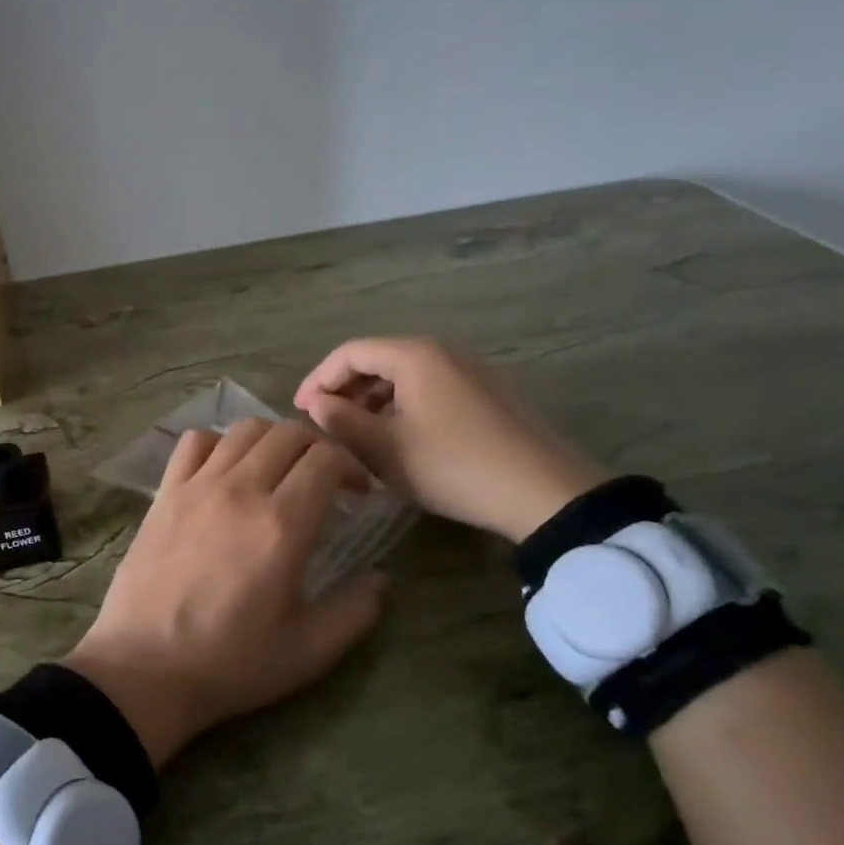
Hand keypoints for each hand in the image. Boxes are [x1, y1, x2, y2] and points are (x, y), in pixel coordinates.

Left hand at [63, 419, 388, 767]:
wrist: (145, 668)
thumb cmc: (230, 663)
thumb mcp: (308, 651)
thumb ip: (354, 611)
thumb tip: (381, 579)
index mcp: (282, 525)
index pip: (326, 459)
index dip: (351, 466)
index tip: (358, 493)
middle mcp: (241, 490)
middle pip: (288, 433)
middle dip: (318, 446)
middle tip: (324, 478)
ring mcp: (197, 486)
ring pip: (244, 430)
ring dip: (272, 439)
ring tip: (278, 469)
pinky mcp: (165, 492)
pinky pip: (194, 442)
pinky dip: (218, 442)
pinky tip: (225, 470)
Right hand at [294, 337, 604, 542]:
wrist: (543, 493)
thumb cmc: (452, 466)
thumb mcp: (385, 450)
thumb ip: (342, 421)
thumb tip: (316, 404)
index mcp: (413, 355)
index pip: (350, 353)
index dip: (318, 379)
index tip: (300, 411)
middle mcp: (442, 351)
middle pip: (378, 360)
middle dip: (345, 390)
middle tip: (325, 424)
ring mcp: (470, 371)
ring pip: (405, 377)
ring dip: (373, 401)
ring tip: (357, 436)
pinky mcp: (488, 394)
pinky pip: (430, 389)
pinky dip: (403, 407)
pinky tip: (399, 439)